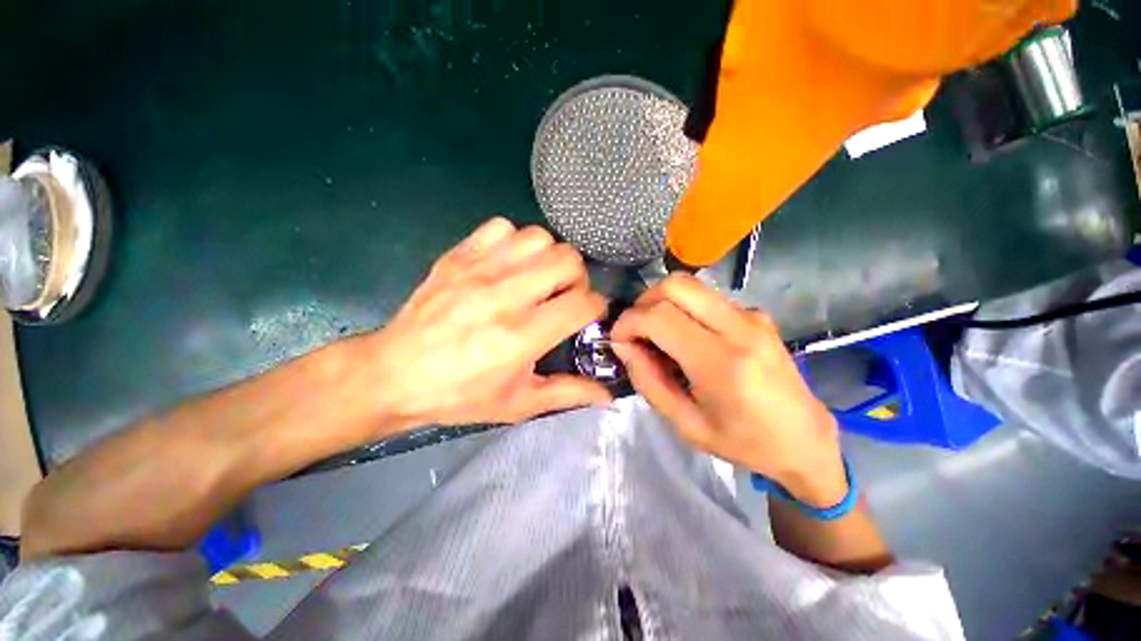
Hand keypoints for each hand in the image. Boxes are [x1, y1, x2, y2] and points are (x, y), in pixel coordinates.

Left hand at [365, 217, 610, 429]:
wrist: (394, 374)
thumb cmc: (460, 395)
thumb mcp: (519, 404)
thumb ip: (568, 394)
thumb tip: (609, 398)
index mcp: (522, 336)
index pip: (582, 303)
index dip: (596, 307)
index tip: (588, 315)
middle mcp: (505, 295)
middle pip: (567, 260)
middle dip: (577, 278)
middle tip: (563, 295)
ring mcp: (479, 269)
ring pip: (539, 238)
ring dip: (548, 258)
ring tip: (538, 279)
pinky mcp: (459, 255)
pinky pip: (502, 227)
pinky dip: (514, 242)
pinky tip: (507, 265)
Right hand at [611, 274, 845, 506]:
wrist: (805, 439)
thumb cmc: (743, 441)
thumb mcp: (685, 423)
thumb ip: (648, 381)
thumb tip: (623, 345)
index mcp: (721, 362)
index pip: (659, 316)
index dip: (628, 322)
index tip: (618, 339)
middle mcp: (739, 327)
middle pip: (675, 285)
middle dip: (643, 302)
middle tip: (636, 331)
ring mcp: (751, 315)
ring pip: (690, 285)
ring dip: (661, 303)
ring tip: (657, 335)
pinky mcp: (756, 313)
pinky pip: (705, 297)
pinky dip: (682, 308)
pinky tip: (684, 336)